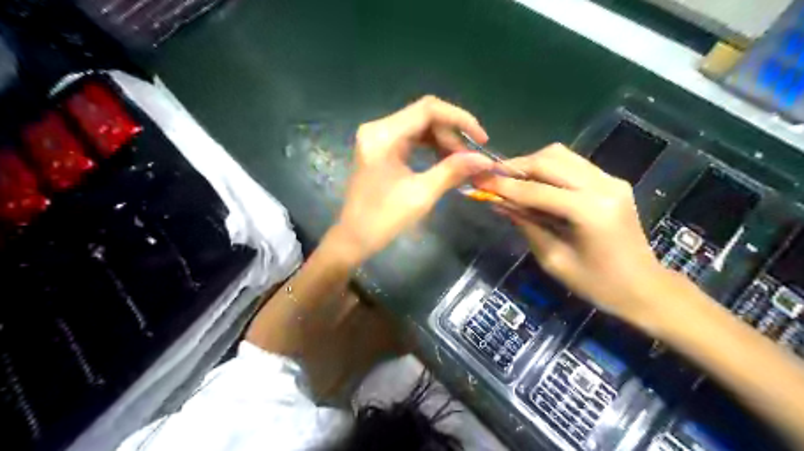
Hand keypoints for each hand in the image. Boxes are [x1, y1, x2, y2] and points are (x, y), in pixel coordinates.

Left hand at [330, 94, 493, 263]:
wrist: (354, 238)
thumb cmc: (383, 219)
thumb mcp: (422, 194)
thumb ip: (453, 171)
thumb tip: (485, 159)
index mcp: (384, 135)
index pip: (428, 109)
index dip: (459, 119)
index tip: (481, 138)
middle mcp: (378, 128)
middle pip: (424, 116)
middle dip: (452, 134)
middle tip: (472, 158)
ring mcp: (378, 137)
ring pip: (420, 127)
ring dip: (443, 141)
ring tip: (462, 162)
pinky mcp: (380, 148)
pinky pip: (411, 138)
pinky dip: (431, 147)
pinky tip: (445, 161)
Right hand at [476, 144, 666, 319]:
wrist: (644, 287)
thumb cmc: (596, 284)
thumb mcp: (553, 259)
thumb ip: (525, 224)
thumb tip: (497, 202)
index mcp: (589, 211)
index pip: (536, 190)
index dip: (503, 185)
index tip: (477, 180)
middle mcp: (603, 186)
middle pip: (549, 160)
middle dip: (515, 166)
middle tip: (490, 176)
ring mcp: (611, 179)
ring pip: (561, 155)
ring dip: (531, 163)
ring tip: (509, 178)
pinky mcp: (612, 181)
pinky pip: (572, 164)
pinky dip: (548, 168)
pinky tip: (534, 182)